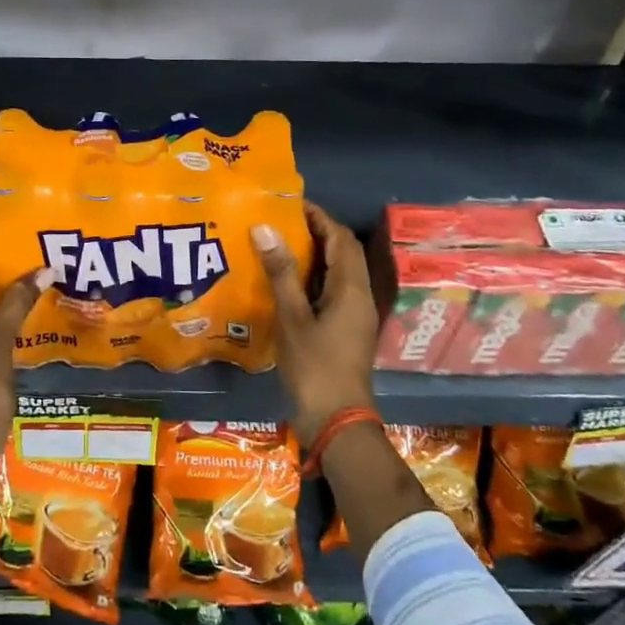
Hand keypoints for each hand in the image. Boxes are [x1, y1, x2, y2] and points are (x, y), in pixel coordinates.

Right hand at [253, 204, 378, 448]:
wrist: (336, 421)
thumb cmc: (314, 367)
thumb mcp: (292, 317)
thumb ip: (280, 272)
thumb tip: (265, 227)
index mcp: (351, 289)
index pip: (340, 239)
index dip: (319, 217)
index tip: (290, 204)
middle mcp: (359, 297)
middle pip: (343, 253)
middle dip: (316, 233)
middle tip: (280, 222)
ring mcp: (354, 316)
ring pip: (338, 273)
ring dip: (314, 256)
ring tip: (278, 245)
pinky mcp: (345, 330)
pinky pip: (332, 292)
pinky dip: (312, 279)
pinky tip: (285, 283)